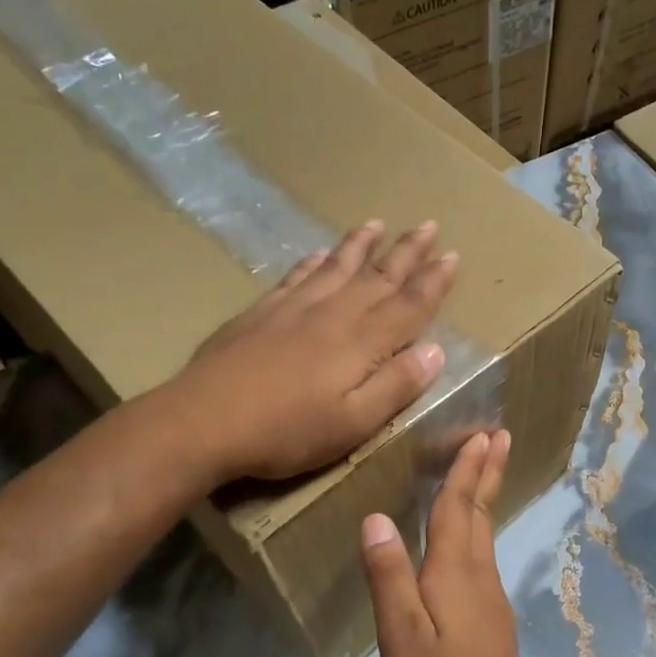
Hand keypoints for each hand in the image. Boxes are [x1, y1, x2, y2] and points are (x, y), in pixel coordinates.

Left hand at [165, 220, 456, 485]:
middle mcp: (332, 315)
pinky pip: (297, 276)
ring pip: (337, 267)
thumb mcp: (353, 423)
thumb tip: (436, 351)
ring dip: (361, 245)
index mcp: (361, 343)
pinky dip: (315, 262)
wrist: (202, 422)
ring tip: (378, 224)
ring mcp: (293, 308)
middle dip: (407, 252)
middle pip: (378, 276)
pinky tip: (320, 253)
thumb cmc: (286, 432)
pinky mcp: (261, 313)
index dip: (434, 282)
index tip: (453, 256)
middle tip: (429, 225)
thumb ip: (396, 386)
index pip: (408, 305)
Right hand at [361, 430, 534, 656]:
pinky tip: (471, 538)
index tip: (483, 433)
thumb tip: (376, 518)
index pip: (459, 507)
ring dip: (485, 496)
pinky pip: (484, 556)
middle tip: (498, 435)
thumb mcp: (401, 638)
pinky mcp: (491, 620)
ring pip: (486, 533)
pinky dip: (479, 528)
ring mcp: (490, 598)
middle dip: (487, 471)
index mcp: (454, 572)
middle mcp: (479, 575)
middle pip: (481, 512)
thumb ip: (389, 577)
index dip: (467, 469)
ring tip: (484, 470)